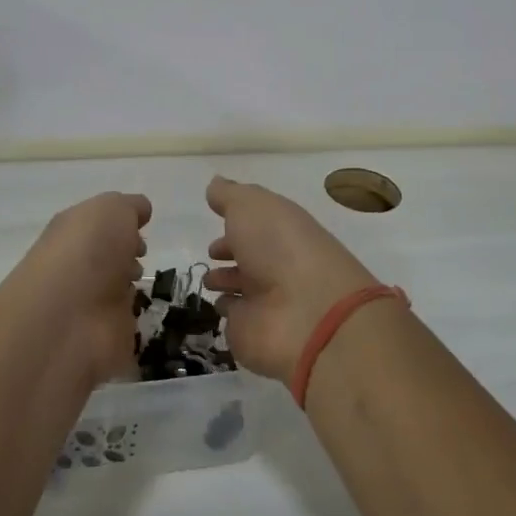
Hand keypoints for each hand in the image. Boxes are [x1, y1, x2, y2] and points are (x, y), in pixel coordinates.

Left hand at [0, 191, 150, 385]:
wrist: (69, 318)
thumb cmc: (88, 251)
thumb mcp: (112, 209)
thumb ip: (129, 206)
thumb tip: (140, 210)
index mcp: (72, 233)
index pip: (96, 225)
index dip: (120, 224)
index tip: (141, 228)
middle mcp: (77, 267)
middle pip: (105, 257)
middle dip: (125, 255)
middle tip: (141, 256)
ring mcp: (88, 305)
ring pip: (113, 290)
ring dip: (128, 286)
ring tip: (142, 283)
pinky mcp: (103, 338)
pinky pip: (123, 323)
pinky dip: (133, 319)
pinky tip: (142, 313)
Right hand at [203, 176, 383, 383]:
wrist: (307, 313)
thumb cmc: (280, 248)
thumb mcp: (251, 206)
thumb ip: (230, 195)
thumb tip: (215, 183)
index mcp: (280, 231)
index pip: (256, 225)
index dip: (236, 223)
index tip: (216, 222)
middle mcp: (275, 264)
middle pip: (250, 255)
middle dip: (230, 252)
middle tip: (211, 254)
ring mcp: (265, 301)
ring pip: (242, 287)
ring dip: (225, 281)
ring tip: (208, 281)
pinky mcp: (252, 332)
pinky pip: (235, 317)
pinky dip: (227, 310)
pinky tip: (218, 305)